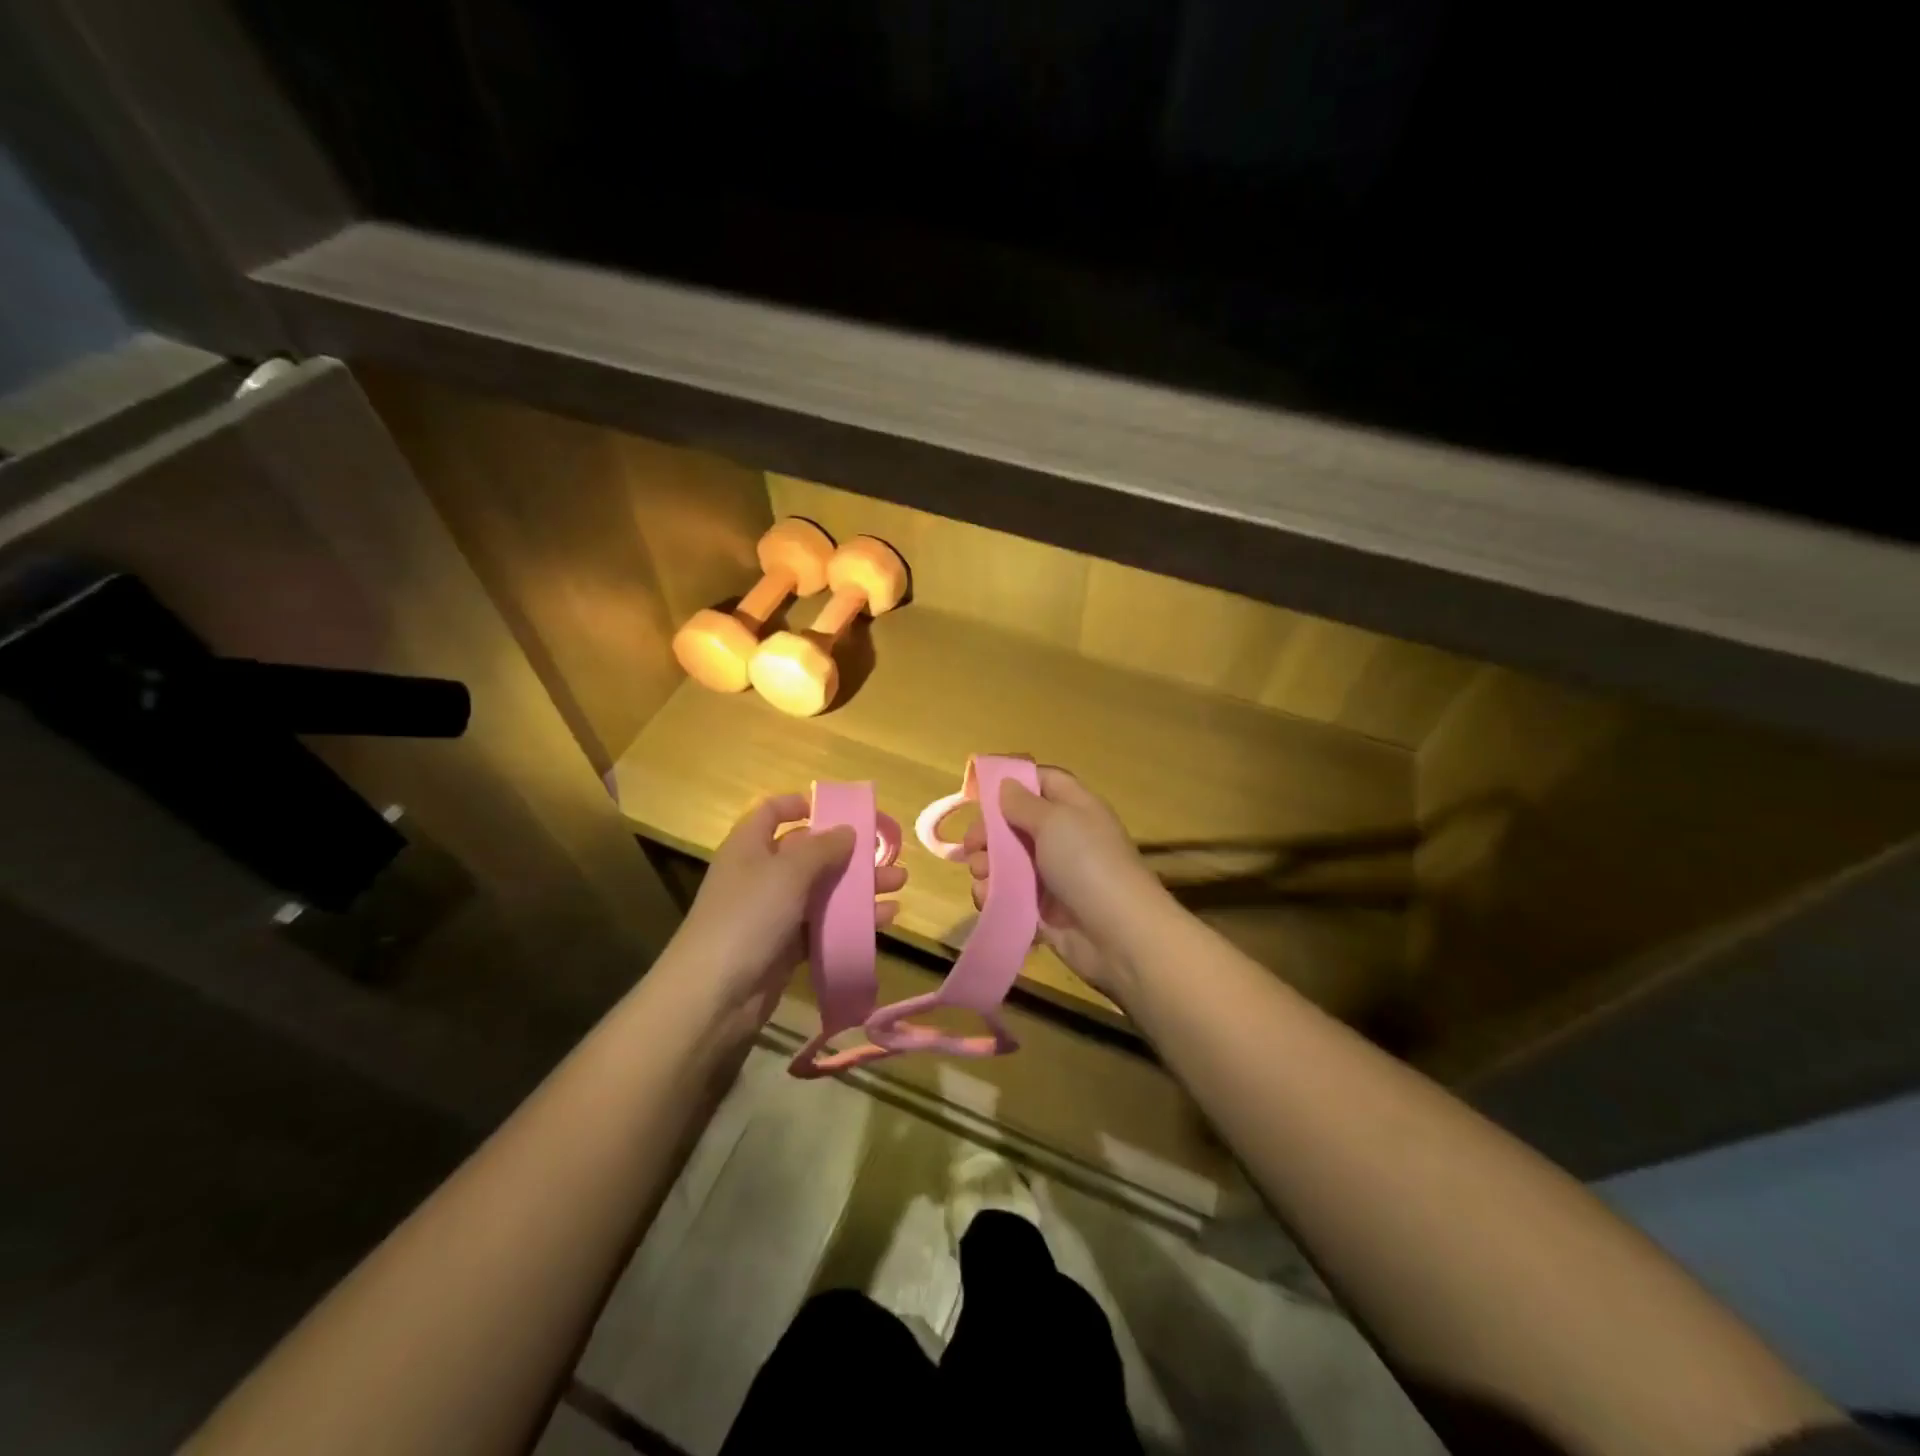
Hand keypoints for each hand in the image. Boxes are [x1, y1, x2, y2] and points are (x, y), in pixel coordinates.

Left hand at [672, 792, 904, 1020]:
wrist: (715, 996)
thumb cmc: (749, 917)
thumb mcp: (788, 872)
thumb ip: (822, 848)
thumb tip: (847, 829)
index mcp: (749, 847)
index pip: (772, 812)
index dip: (801, 805)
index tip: (838, 810)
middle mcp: (761, 876)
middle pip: (808, 853)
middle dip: (849, 852)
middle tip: (886, 854)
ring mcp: (773, 914)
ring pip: (822, 891)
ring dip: (859, 887)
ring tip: (899, 885)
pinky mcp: (786, 948)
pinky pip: (825, 926)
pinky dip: (852, 921)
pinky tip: (885, 919)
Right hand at [963, 767, 1167, 999]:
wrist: (1119, 936)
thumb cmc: (1087, 864)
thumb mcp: (1055, 821)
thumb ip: (1024, 802)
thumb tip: (1006, 784)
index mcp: (1075, 808)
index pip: (1043, 782)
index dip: (1013, 782)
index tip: (979, 794)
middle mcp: (1064, 838)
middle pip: (1017, 824)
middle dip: (990, 832)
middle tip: (971, 846)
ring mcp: (1054, 877)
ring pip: (1008, 863)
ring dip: (987, 866)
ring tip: (981, 876)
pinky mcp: (1044, 911)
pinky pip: (1010, 897)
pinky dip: (994, 896)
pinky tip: (986, 900)